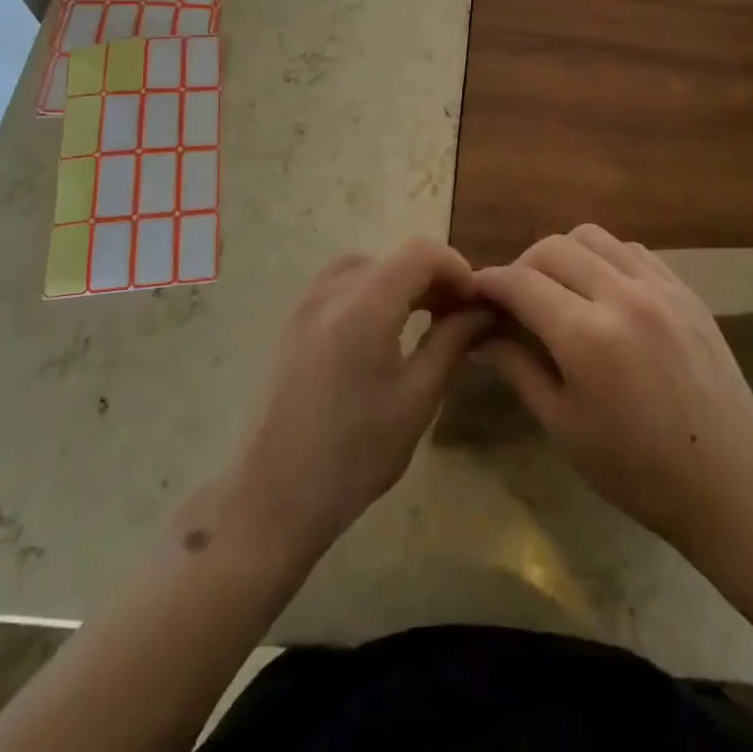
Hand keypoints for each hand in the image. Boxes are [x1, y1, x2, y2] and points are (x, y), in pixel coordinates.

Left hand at [223, 239, 488, 557]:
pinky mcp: (290, 324)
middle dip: (431, 277)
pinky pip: (338, 286)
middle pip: (393, 257)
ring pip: (365, 267)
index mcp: (364, 305)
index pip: (421, 253)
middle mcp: (331, 292)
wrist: (271, 499)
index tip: (475, 302)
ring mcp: (304, 305)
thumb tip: (481, 309)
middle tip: (456, 315)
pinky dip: (369, 292)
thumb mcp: (417, 399)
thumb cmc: (354, 455)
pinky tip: (380, 333)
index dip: (457, 268)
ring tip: (421, 319)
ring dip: (399, 281)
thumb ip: (451, 341)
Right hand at [472, 225, 752, 559]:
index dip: (490, 282)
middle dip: (521, 266)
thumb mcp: (563, 425)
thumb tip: (482, 334)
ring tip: (558, 289)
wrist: (730, 479)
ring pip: (593, 237)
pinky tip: (603, 292)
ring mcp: (659, 286)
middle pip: (553, 248)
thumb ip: (518, 368)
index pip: (521, 282)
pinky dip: (604, 259)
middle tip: (514, 299)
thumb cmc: (637, 468)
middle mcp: (621, 295)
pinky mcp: (684, 289)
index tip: (473, 292)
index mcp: (586, 335)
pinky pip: (631, 251)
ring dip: (563, 254)